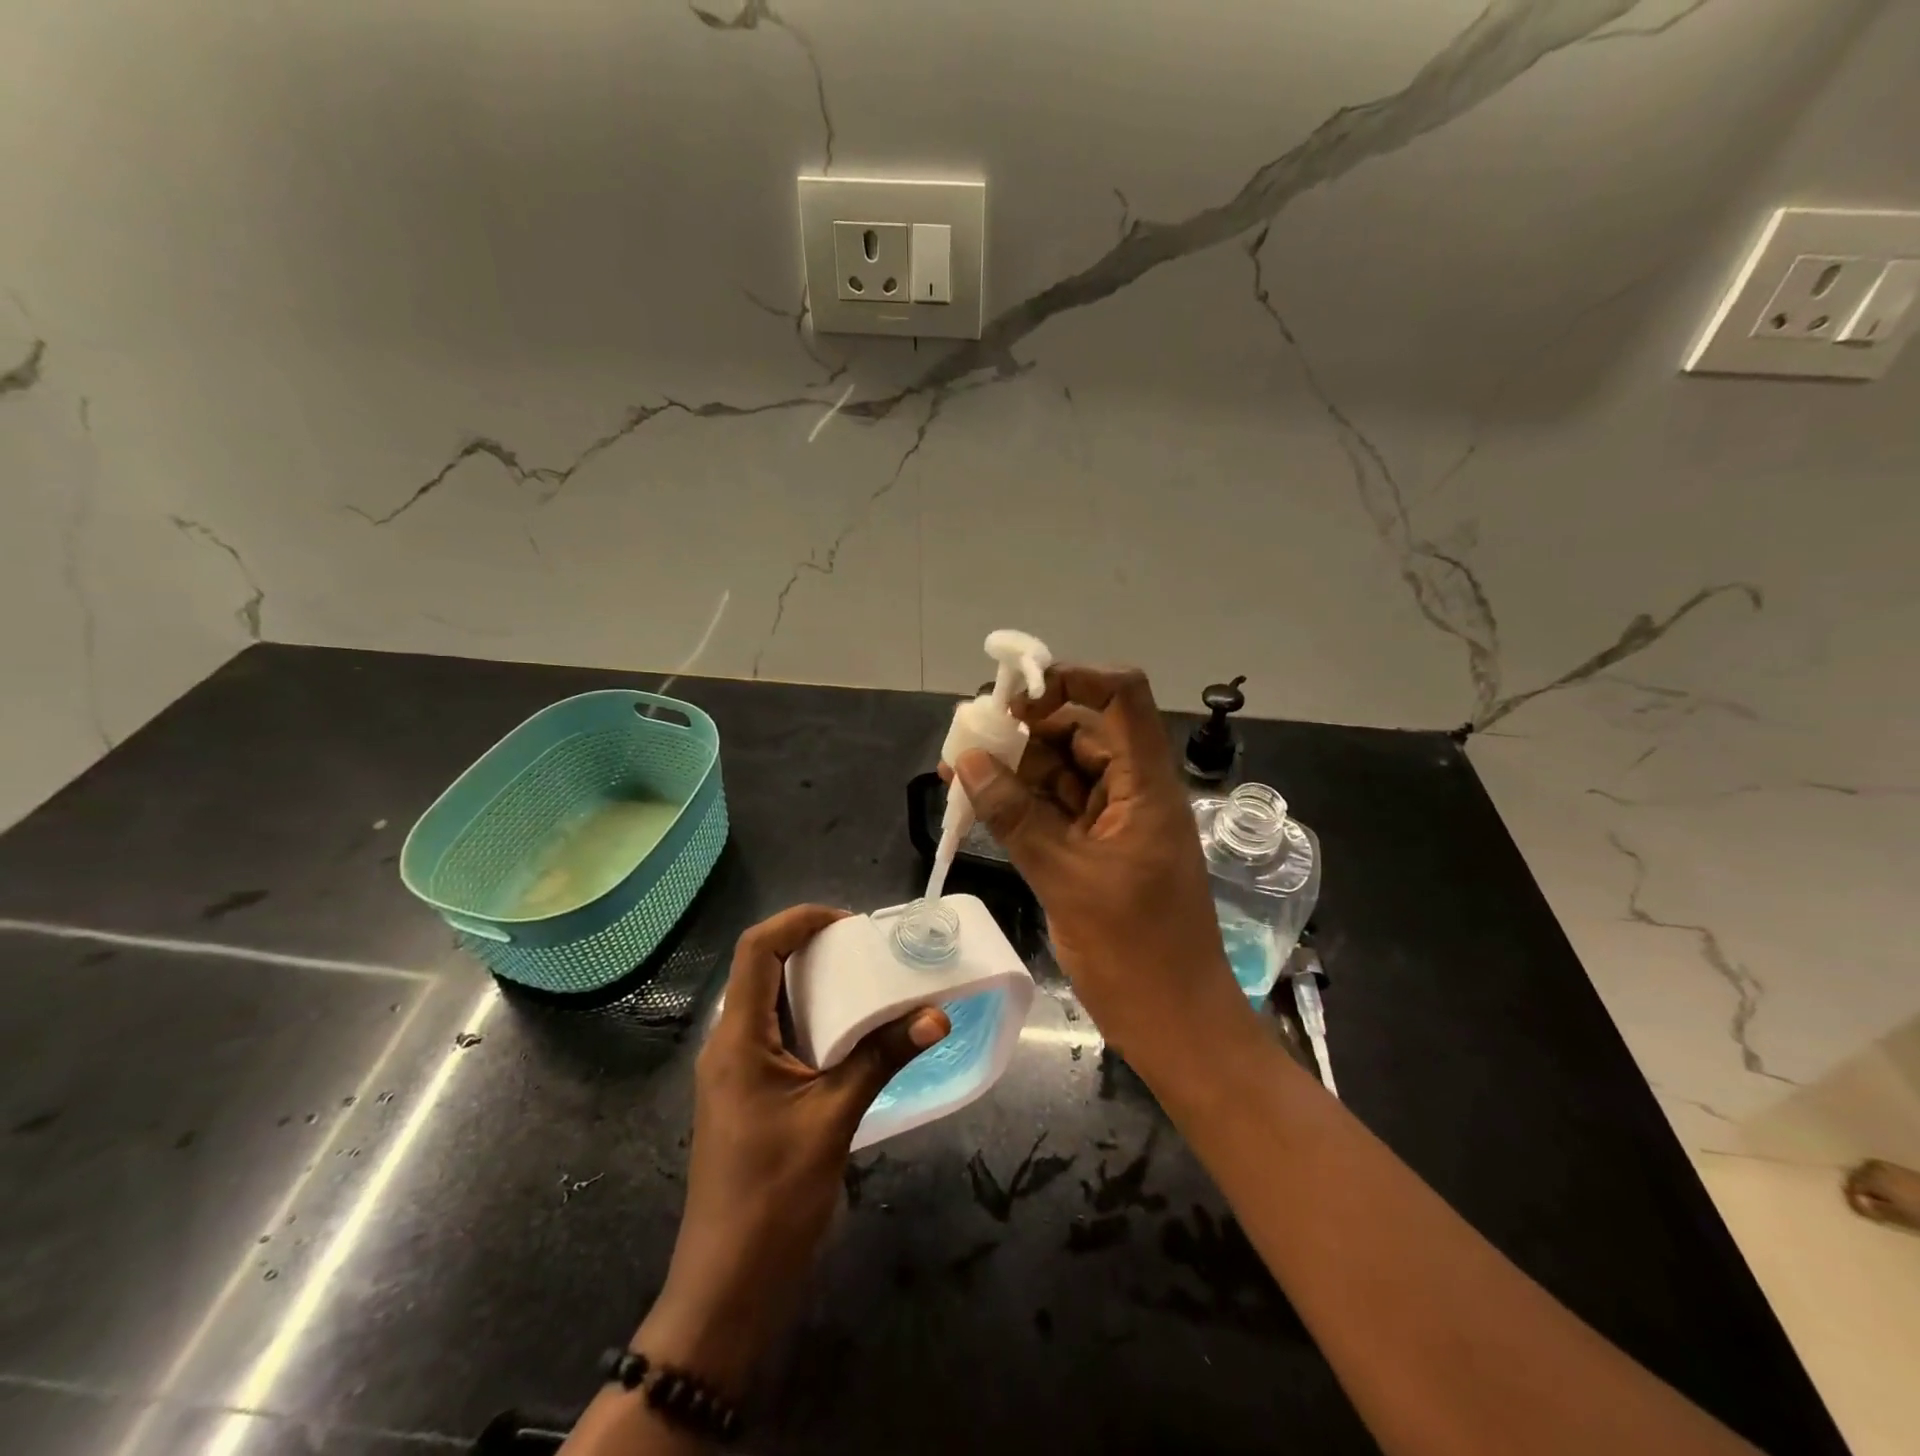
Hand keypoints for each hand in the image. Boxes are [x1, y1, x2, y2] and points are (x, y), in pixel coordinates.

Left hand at [640, 905, 949, 1390]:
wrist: (729, 1287)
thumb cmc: (774, 1196)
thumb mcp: (834, 1118)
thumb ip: (883, 1058)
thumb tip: (937, 1013)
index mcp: (737, 1039)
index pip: (756, 950)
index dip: (798, 921)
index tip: (849, 922)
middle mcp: (729, 1045)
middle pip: (762, 970)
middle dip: (811, 946)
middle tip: (866, 947)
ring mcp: (736, 1072)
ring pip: (770, 1003)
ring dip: (813, 983)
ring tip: (866, 978)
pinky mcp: (749, 1095)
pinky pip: (778, 1035)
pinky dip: (812, 1018)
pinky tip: (852, 1032)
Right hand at [952, 665, 1249, 1080]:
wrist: (1177, 1026)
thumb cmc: (1136, 953)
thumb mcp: (1066, 879)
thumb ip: (1016, 816)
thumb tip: (970, 761)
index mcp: (1145, 785)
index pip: (1122, 698)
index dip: (1074, 678)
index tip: (1017, 695)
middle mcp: (1133, 791)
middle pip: (1082, 732)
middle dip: (1027, 730)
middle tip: (970, 739)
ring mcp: (1116, 822)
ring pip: (1063, 773)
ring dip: (1016, 769)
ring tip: (960, 773)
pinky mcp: (1099, 850)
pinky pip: (1057, 810)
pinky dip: (1023, 805)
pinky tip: (980, 805)